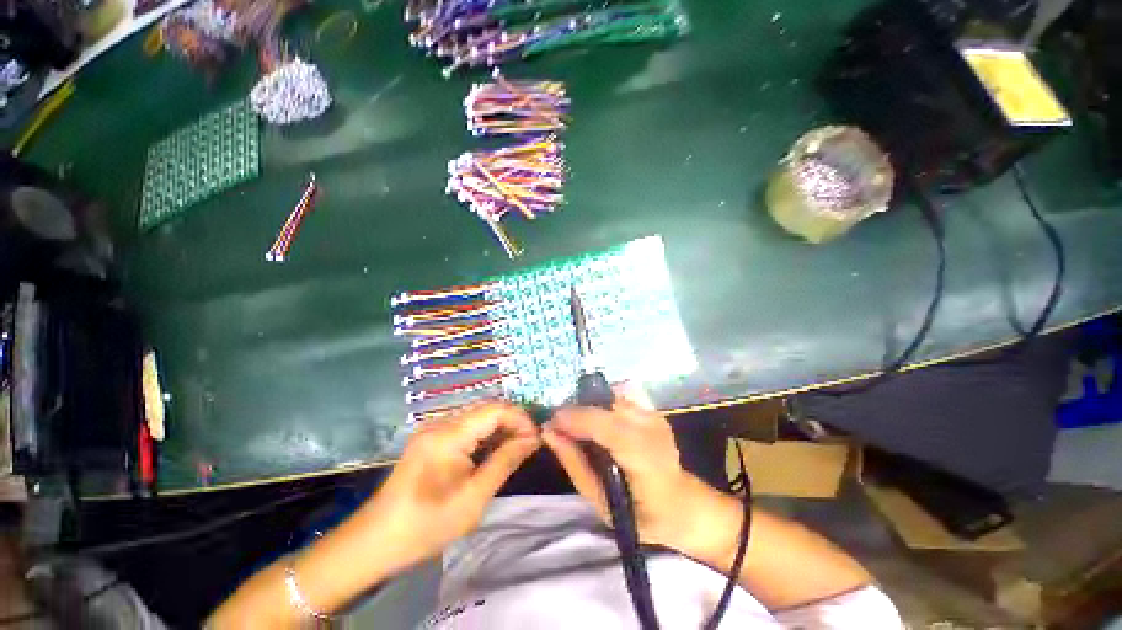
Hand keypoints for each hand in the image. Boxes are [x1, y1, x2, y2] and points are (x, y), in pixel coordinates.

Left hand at [356, 401, 540, 568]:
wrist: (374, 542)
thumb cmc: (426, 525)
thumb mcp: (473, 498)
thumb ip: (504, 462)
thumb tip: (532, 439)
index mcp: (449, 435)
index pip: (495, 409)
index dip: (520, 418)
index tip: (536, 439)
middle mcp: (441, 423)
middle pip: (487, 409)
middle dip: (512, 422)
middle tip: (529, 445)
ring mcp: (433, 429)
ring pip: (478, 416)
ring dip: (500, 428)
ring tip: (516, 448)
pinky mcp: (430, 438)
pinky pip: (466, 427)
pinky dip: (484, 435)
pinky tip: (493, 451)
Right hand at [543, 386, 737, 559]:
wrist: (680, 504)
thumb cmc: (638, 513)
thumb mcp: (598, 500)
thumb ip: (573, 462)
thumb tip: (548, 431)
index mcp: (644, 457)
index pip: (606, 426)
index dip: (575, 418)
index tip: (550, 421)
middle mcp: (652, 428)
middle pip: (607, 405)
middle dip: (578, 410)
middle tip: (560, 425)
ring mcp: (655, 416)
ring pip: (612, 397)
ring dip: (590, 407)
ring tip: (578, 425)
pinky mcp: (654, 410)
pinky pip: (620, 398)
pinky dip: (603, 406)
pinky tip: (599, 423)